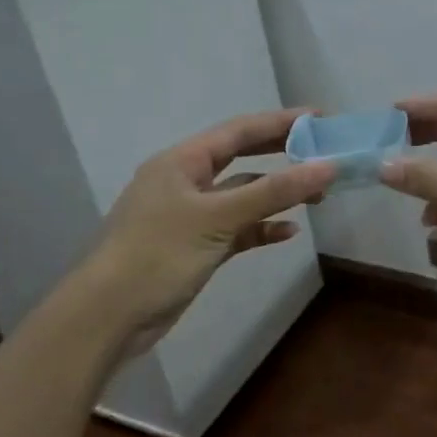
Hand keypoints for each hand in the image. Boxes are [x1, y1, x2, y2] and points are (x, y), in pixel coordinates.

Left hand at [75, 108, 335, 345]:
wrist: (108, 318)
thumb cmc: (158, 254)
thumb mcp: (218, 218)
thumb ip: (274, 191)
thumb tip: (328, 167)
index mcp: (182, 162)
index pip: (239, 131)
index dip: (281, 122)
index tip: (321, 118)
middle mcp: (186, 182)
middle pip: (242, 158)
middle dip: (282, 154)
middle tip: (323, 152)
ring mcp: (191, 216)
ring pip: (243, 196)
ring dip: (277, 194)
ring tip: (318, 196)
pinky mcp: (197, 247)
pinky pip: (238, 228)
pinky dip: (262, 228)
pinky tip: (288, 232)